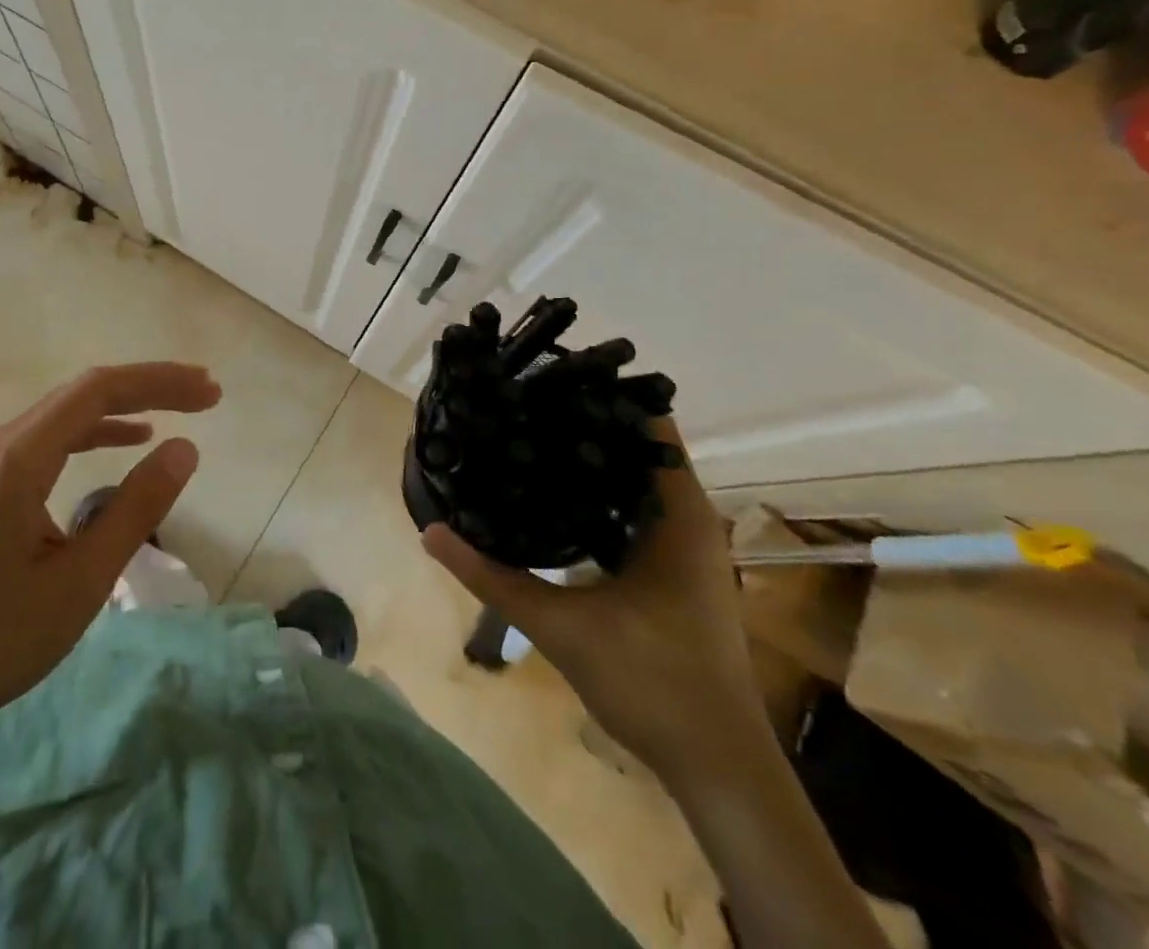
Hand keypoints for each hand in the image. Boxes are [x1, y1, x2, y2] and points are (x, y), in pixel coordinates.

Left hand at [0, 362, 220, 743]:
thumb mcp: (83, 579)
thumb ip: (137, 508)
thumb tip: (186, 448)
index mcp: (18, 458)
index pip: (98, 390)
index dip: (159, 382)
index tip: (208, 391)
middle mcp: (0, 444)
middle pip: (84, 392)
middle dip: (149, 386)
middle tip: (206, 393)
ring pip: (69, 412)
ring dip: (127, 405)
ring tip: (180, 408)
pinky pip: (53, 437)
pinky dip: (98, 430)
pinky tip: (130, 439)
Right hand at [423, 421, 762, 781]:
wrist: (719, 767)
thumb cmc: (653, 684)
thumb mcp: (561, 627)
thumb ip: (493, 576)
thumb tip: (429, 532)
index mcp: (679, 514)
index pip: (646, 424)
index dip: (598, 396)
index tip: (544, 381)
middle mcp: (688, 518)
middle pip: (635, 447)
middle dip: (581, 425)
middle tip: (521, 407)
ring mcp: (685, 546)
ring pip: (633, 481)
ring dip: (588, 462)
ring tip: (527, 439)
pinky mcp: (674, 570)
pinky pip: (633, 511)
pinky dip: (597, 496)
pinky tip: (552, 499)